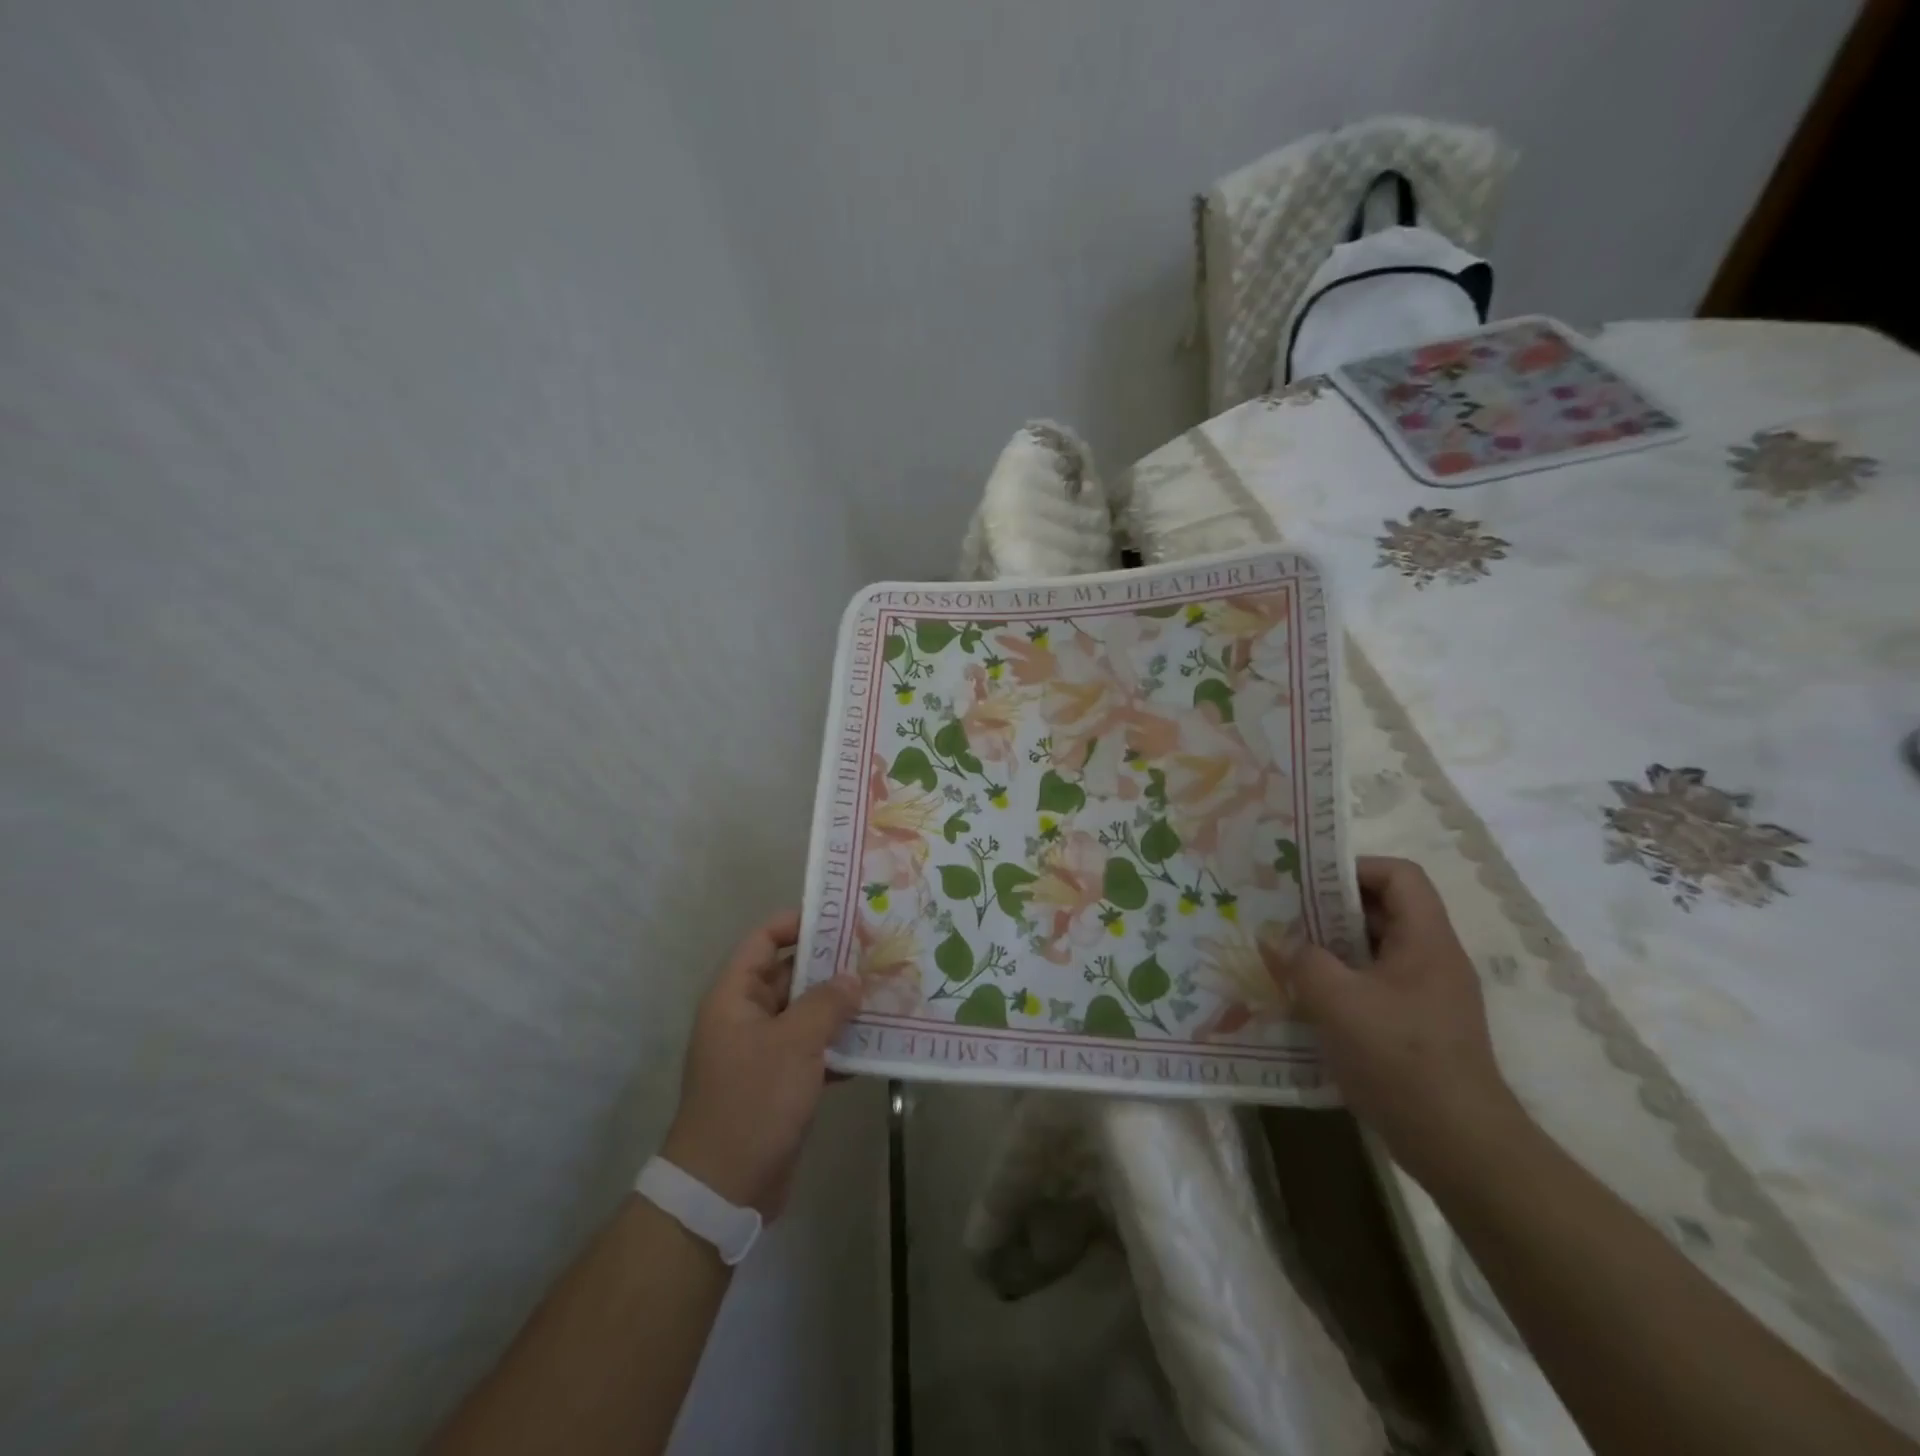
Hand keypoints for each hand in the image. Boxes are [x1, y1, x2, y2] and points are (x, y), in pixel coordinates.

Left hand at [661, 910, 861, 1217]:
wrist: (724, 1189)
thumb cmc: (753, 1101)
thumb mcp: (794, 1044)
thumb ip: (826, 1004)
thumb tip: (852, 977)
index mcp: (735, 997)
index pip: (763, 941)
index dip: (796, 923)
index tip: (840, 918)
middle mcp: (746, 1017)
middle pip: (789, 976)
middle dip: (830, 966)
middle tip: (876, 953)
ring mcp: (762, 1052)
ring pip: (805, 1015)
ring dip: (839, 1007)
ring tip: (884, 992)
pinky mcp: (779, 1084)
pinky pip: (812, 1051)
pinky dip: (838, 1046)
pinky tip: (875, 1044)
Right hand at [1274, 857, 1525, 1184]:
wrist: (1460, 1146)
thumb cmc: (1401, 1058)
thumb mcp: (1337, 1001)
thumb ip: (1302, 961)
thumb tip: (1279, 942)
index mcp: (1427, 941)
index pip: (1400, 876)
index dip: (1356, 868)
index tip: (1309, 882)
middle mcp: (1432, 960)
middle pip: (1384, 911)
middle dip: (1331, 909)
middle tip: (1284, 915)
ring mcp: (1427, 997)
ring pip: (1375, 951)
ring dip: (1331, 948)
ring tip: (1286, 954)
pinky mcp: (1416, 1028)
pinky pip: (1374, 986)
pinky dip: (1341, 983)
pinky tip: (1306, 1000)